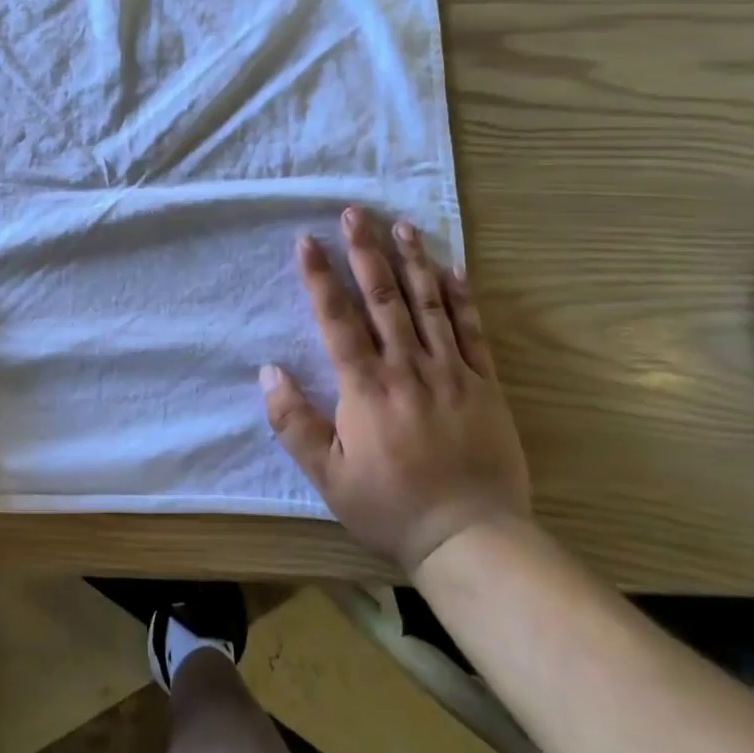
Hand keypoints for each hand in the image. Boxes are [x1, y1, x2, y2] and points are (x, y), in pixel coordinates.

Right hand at [261, 209, 530, 574]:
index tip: (307, 240)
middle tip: (355, 213)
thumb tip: (268, 371)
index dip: (320, 278)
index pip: (338, 320)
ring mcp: (452, 373)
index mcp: (367, 388)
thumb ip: (294, 423)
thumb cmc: (391, 506)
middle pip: (384, 299)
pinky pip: (473, 332)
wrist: (473, 539)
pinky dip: (462, 297)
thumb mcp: (329, 477)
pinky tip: (452, 268)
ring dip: (412, 262)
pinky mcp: (486, 385)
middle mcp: (408, 369)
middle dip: (366, 252)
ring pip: (429, 305)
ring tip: (401, 225)